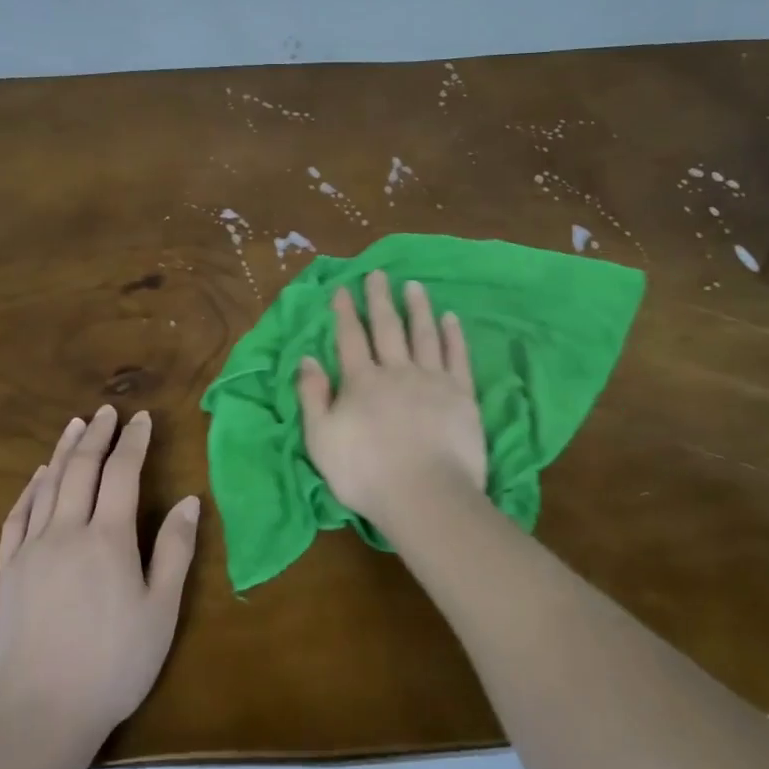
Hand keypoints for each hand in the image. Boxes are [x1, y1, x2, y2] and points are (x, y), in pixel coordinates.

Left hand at [0, 406, 199, 744]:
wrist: (36, 717)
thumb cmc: (112, 665)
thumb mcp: (160, 611)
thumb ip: (175, 551)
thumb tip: (188, 500)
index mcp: (108, 538)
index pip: (122, 473)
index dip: (133, 441)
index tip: (142, 418)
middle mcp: (66, 531)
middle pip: (81, 469)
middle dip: (97, 435)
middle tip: (106, 411)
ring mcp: (30, 551)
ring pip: (48, 486)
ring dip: (64, 452)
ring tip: (75, 426)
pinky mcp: (6, 573)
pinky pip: (17, 517)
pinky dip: (30, 489)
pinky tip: (37, 478)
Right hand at [296, 271, 487, 538]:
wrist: (425, 495)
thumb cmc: (365, 473)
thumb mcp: (321, 438)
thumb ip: (312, 396)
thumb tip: (307, 359)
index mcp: (361, 381)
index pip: (350, 338)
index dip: (345, 312)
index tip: (343, 289)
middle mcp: (396, 371)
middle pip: (387, 327)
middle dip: (380, 299)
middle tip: (378, 273)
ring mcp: (432, 380)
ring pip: (423, 334)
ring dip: (418, 308)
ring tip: (414, 286)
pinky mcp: (462, 394)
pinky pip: (457, 356)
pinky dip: (454, 335)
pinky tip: (451, 318)